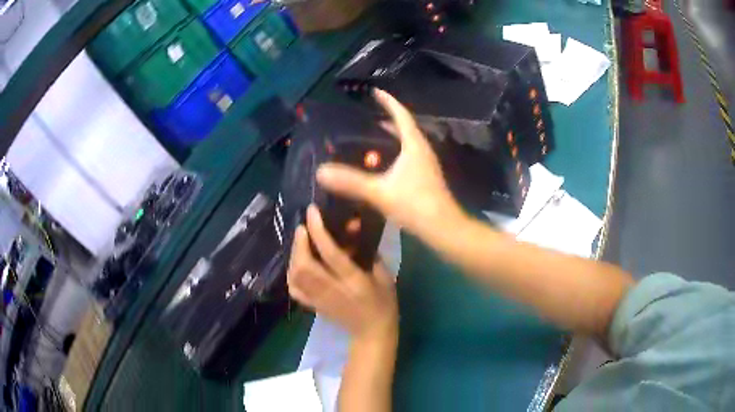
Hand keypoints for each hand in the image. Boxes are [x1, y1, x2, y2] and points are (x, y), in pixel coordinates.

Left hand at [287, 205, 397, 341]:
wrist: (372, 334)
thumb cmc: (383, 304)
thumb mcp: (385, 277)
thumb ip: (370, 254)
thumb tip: (354, 230)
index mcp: (354, 281)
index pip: (330, 253)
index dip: (318, 230)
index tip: (312, 211)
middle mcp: (332, 289)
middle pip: (305, 265)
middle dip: (300, 242)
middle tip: (303, 229)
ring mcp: (319, 299)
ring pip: (295, 276)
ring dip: (294, 255)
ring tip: (301, 243)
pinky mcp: (313, 306)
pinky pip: (294, 289)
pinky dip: (291, 274)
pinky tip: (296, 265)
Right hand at [316, 89, 463, 239]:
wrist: (443, 229)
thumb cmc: (415, 205)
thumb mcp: (380, 192)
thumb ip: (350, 182)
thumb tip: (321, 171)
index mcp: (414, 145)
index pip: (401, 115)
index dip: (388, 102)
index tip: (375, 92)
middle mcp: (422, 151)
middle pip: (404, 128)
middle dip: (387, 120)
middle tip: (366, 119)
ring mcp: (425, 165)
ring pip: (406, 144)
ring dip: (390, 139)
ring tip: (369, 140)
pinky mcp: (424, 178)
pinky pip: (406, 158)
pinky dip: (392, 155)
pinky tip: (380, 167)